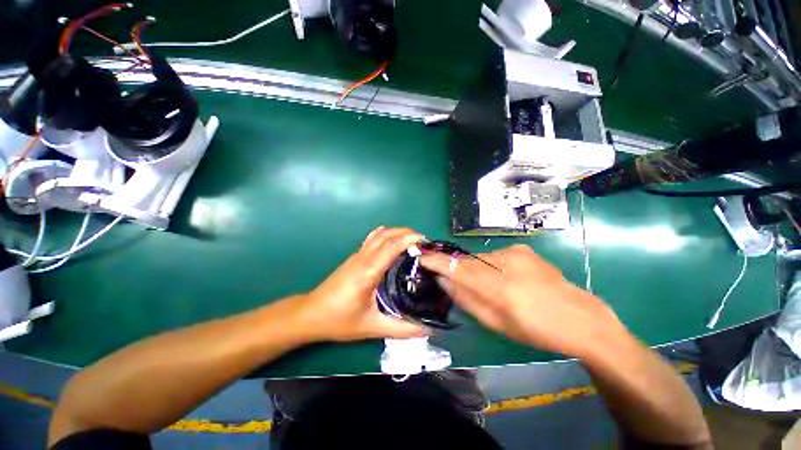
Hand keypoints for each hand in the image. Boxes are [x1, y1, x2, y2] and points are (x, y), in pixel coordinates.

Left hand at [297, 227, 428, 341]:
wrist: (310, 314)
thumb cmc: (339, 320)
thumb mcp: (372, 327)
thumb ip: (402, 329)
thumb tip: (427, 329)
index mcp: (369, 272)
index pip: (392, 247)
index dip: (410, 240)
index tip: (426, 242)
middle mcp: (363, 258)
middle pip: (387, 234)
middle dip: (406, 233)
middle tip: (423, 242)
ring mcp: (357, 255)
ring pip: (379, 234)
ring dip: (397, 233)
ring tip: (412, 242)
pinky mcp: (354, 257)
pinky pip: (373, 239)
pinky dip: (387, 236)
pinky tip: (393, 243)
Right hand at [421, 245, 626, 357]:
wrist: (580, 318)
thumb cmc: (535, 329)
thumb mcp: (496, 323)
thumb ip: (466, 299)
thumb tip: (444, 281)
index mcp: (498, 287)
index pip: (458, 268)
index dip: (437, 261)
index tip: (422, 257)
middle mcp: (504, 262)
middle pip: (468, 261)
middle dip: (458, 269)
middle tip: (456, 281)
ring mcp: (515, 252)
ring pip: (481, 258)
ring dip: (477, 269)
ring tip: (490, 285)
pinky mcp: (523, 249)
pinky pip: (495, 255)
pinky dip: (492, 265)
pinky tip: (506, 278)